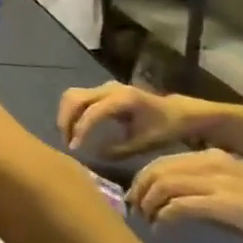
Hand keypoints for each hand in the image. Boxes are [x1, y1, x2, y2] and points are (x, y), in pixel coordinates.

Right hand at [57, 82, 195, 157]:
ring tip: (68, 136)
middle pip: (75, 98)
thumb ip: (117, 150)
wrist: (177, 112)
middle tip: (67, 142)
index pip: (92, 112)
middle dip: (66, 120)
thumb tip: (92, 155)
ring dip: (65, 115)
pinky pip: (77, 98)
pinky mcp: (100, 91)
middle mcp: (110, 88)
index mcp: (124, 99)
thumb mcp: (144, 143)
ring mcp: (104, 87)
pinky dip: (70, 112)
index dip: (80, 130)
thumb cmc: (164, 128)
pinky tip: (73, 129)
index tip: (74, 149)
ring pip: (72, 96)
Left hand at [126, 149, 242, 242]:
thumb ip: (200, 193)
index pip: (163, 162)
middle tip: (135, 212)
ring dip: (148, 204)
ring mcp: (219, 180)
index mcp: (212, 157)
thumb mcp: (230, 197)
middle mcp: (212, 162)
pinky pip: (180, 205)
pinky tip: (163, 230)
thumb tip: (166, 204)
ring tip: (148, 222)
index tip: (136, 200)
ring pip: (163, 184)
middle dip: (139, 191)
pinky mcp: (226, 202)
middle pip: (157, 170)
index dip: (142, 181)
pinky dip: (165, 217)